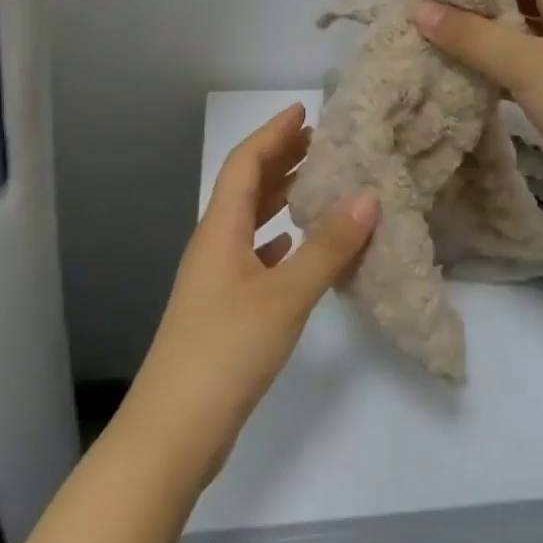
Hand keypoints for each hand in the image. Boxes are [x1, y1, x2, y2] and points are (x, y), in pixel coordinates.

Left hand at [119, 104, 378, 491]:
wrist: (174, 431)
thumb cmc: (226, 350)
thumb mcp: (285, 295)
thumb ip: (327, 247)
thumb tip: (368, 198)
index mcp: (220, 229)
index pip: (245, 163)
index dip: (273, 133)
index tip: (305, 111)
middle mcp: (214, 245)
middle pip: (247, 187)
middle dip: (280, 159)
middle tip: (321, 142)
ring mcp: (216, 280)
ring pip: (252, 222)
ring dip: (282, 198)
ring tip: (319, 184)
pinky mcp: (224, 310)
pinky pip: (256, 256)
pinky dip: (279, 241)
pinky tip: (299, 246)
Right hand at [415, 0, 542, 250]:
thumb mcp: (527, 65)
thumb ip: (471, 35)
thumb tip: (416, 7)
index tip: (422, 2)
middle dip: (470, 13)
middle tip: (421, 31)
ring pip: (520, 34)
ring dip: (482, 43)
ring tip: (433, 54)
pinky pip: (530, 64)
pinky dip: (500, 69)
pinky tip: (467, 81)